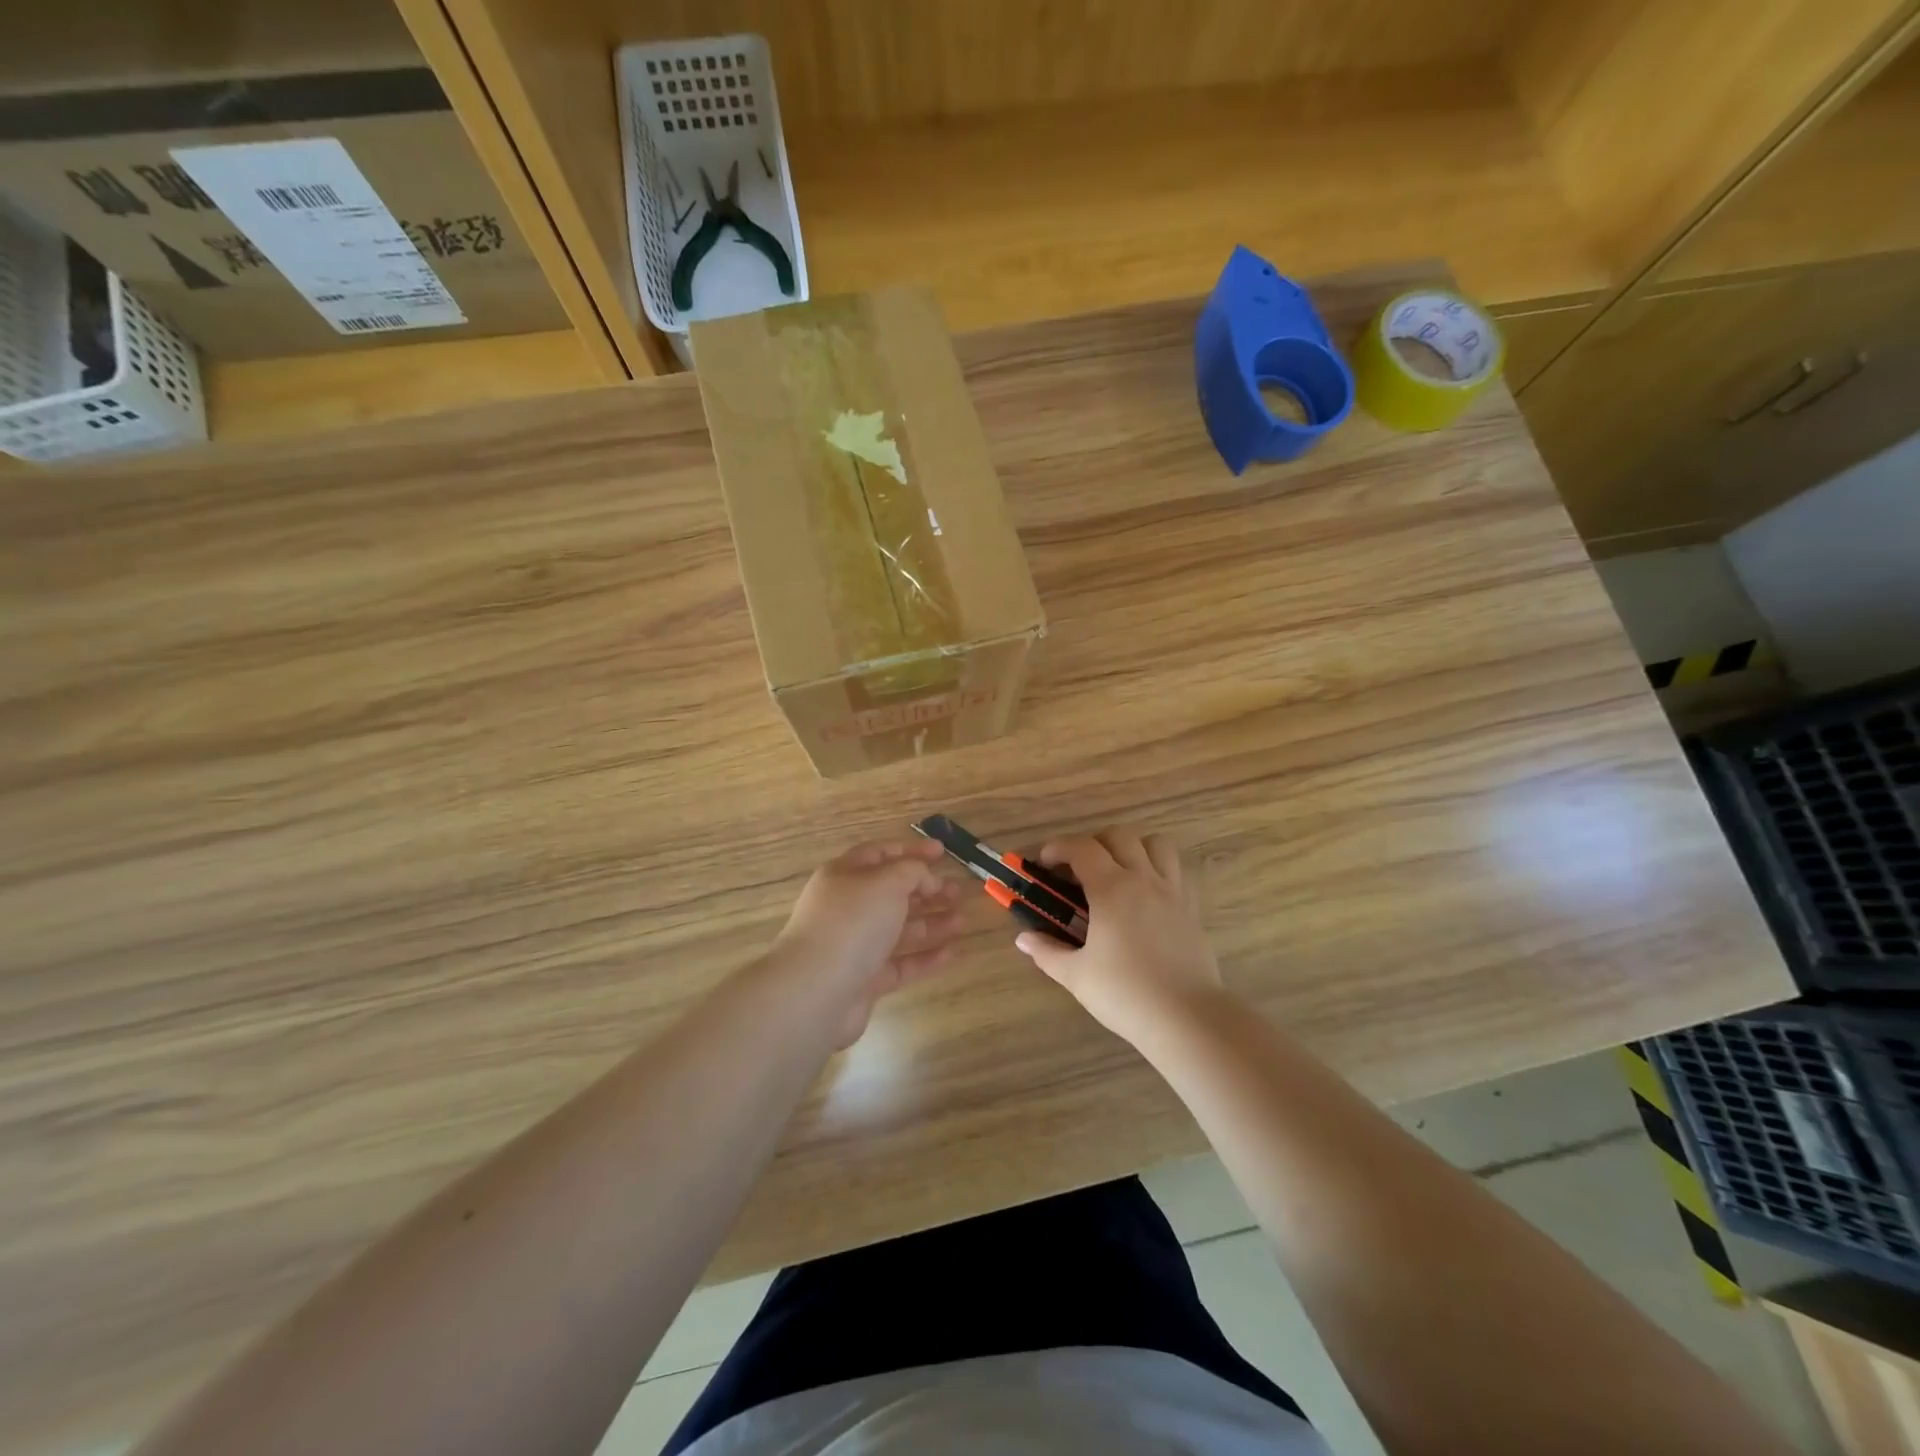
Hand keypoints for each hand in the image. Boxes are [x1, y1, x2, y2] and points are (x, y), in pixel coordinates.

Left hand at [774, 838, 963, 1045]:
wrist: (816, 991)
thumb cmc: (852, 923)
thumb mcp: (886, 882)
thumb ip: (912, 872)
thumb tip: (926, 879)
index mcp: (845, 876)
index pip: (881, 855)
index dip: (911, 851)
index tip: (942, 851)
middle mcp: (848, 908)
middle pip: (892, 893)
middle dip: (927, 890)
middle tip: (958, 891)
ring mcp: (855, 946)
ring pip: (899, 929)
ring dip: (931, 922)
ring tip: (962, 920)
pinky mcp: (865, 980)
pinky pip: (901, 963)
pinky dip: (926, 957)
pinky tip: (952, 953)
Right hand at [1013, 827, 1222, 1044]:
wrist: (1187, 1018)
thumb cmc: (1126, 994)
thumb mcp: (1076, 975)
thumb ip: (1047, 951)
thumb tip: (1024, 938)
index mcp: (1111, 889)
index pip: (1082, 848)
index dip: (1059, 848)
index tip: (1044, 864)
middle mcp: (1143, 879)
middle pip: (1120, 835)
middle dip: (1094, 843)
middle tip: (1079, 870)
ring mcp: (1173, 891)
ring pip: (1156, 844)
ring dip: (1133, 848)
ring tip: (1118, 872)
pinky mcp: (1192, 909)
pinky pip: (1177, 871)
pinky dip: (1159, 870)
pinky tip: (1146, 896)